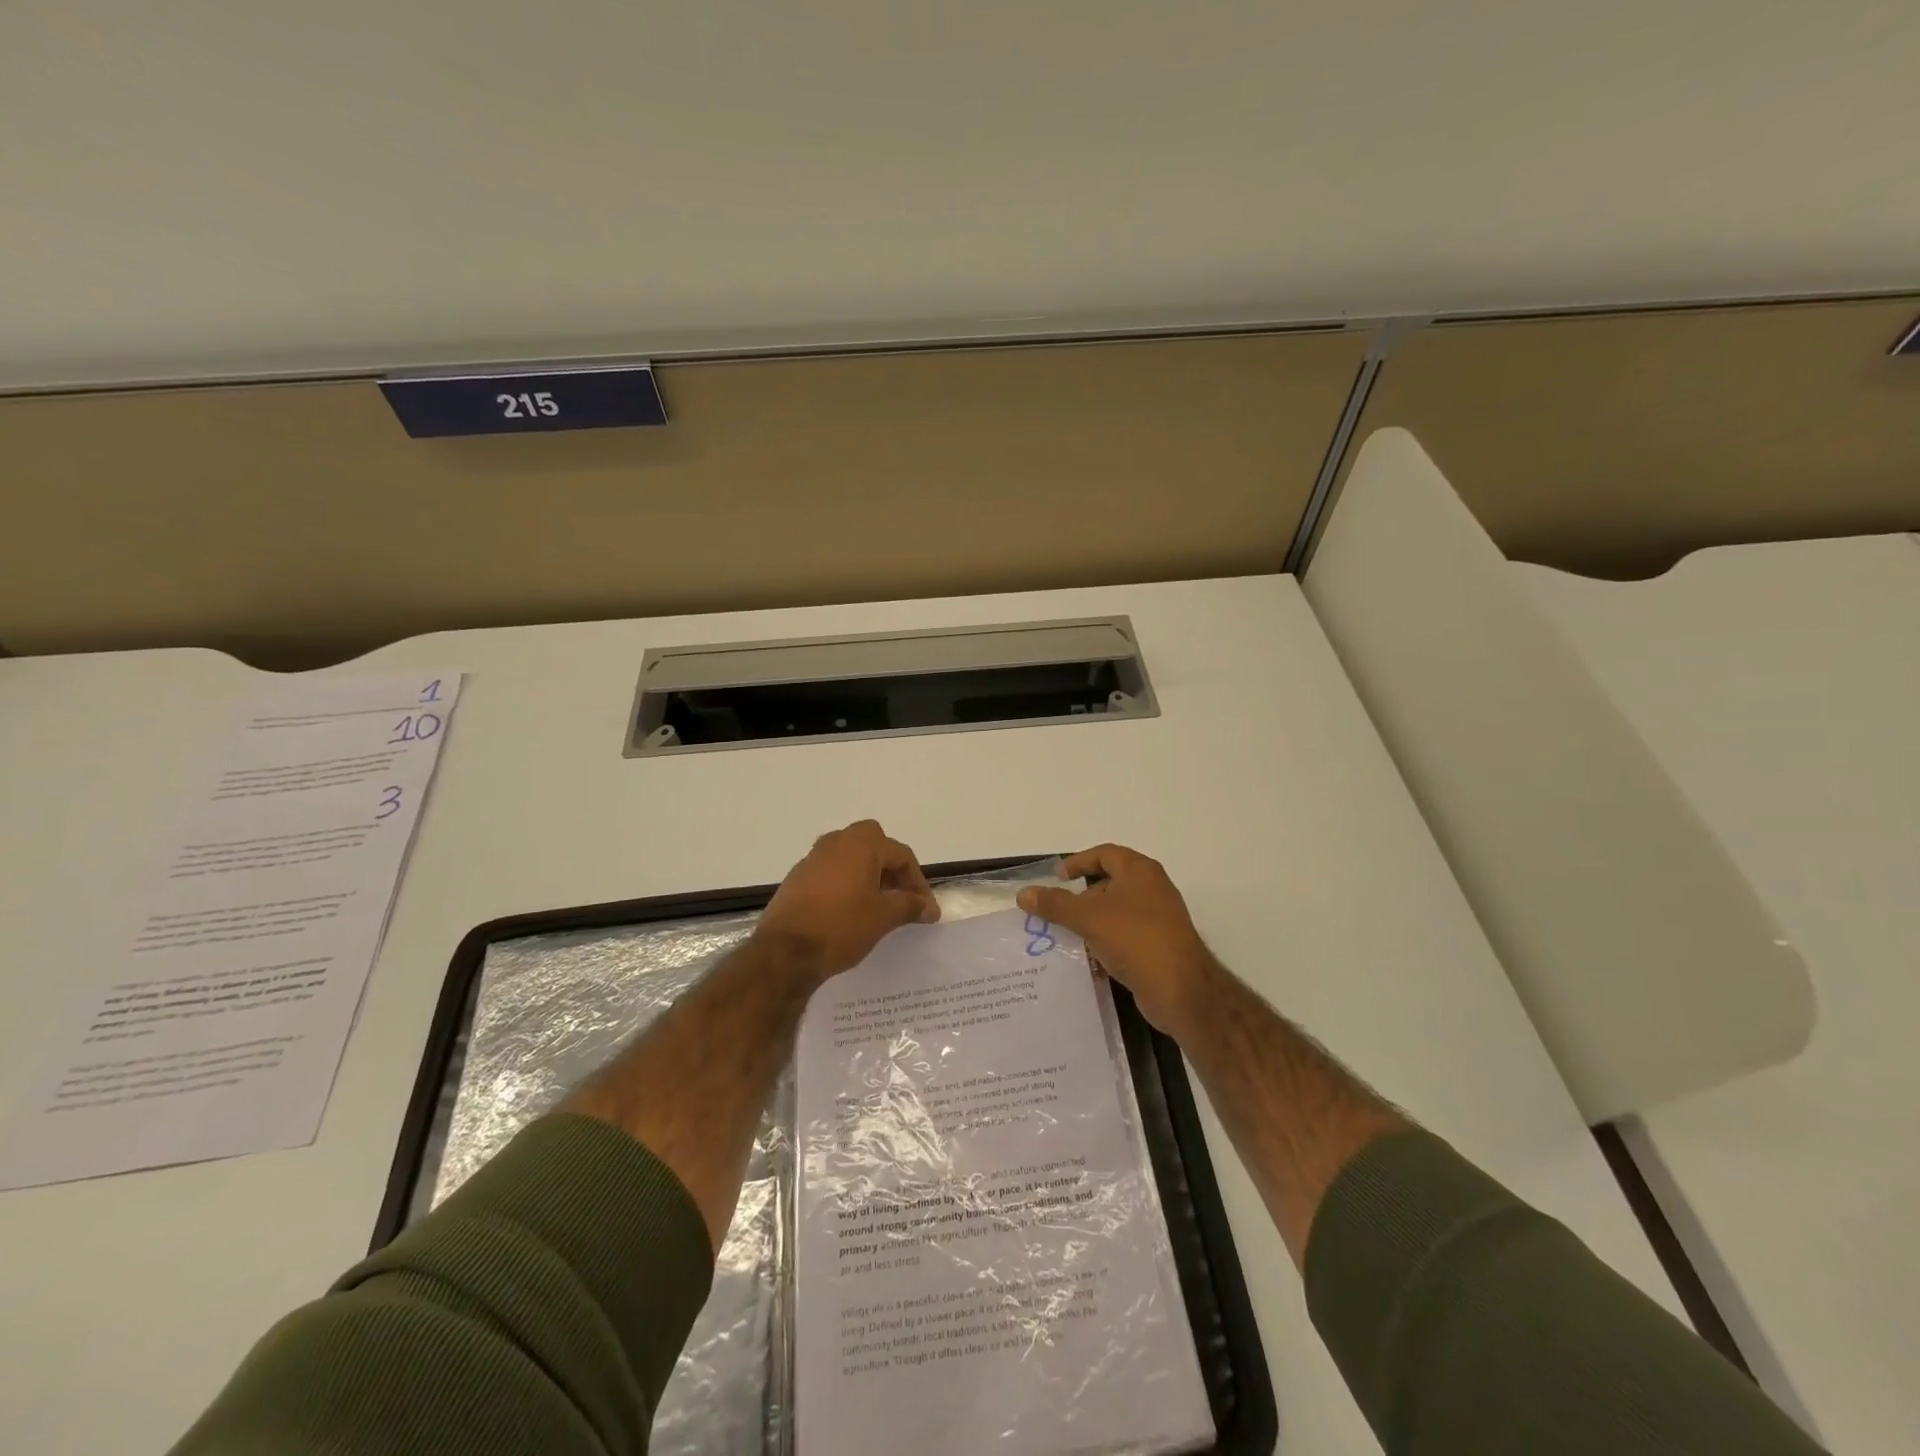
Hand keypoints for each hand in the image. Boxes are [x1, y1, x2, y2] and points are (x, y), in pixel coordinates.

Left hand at [756, 820, 939, 983]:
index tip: (925, 909)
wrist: (785, 952)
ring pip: (850, 856)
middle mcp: (836, 842)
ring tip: (878, 905)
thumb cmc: (842, 926)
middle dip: (890, 867)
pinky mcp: (797, 878)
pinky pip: (831, 871)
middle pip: (873, 844)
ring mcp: (813, 859)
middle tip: (900, 895)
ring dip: (868, 874)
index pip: (901, 854)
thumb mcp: (884, 917)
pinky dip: (846, 883)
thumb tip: (930, 907)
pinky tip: (850, 910)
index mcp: (861, 844)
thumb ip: (910, 906)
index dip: (918, 881)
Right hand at [1018, 845, 1217, 1037]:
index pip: (1105, 854)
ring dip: (1092, 922)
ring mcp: (1158, 919)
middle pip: (1110, 883)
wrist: (1182, 990)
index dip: (1079, 862)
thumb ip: (1055, 904)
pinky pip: (1125, 936)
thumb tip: (1023, 894)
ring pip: (1116, 912)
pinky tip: (1089, 960)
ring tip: (1068, 937)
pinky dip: (1106, 942)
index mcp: (1140, 871)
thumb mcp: (1089, 918)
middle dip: (1082, 897)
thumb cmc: (1135, 939)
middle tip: (1059, 912)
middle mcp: (1152, 889)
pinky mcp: (1158, 946)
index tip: (1057, 877)